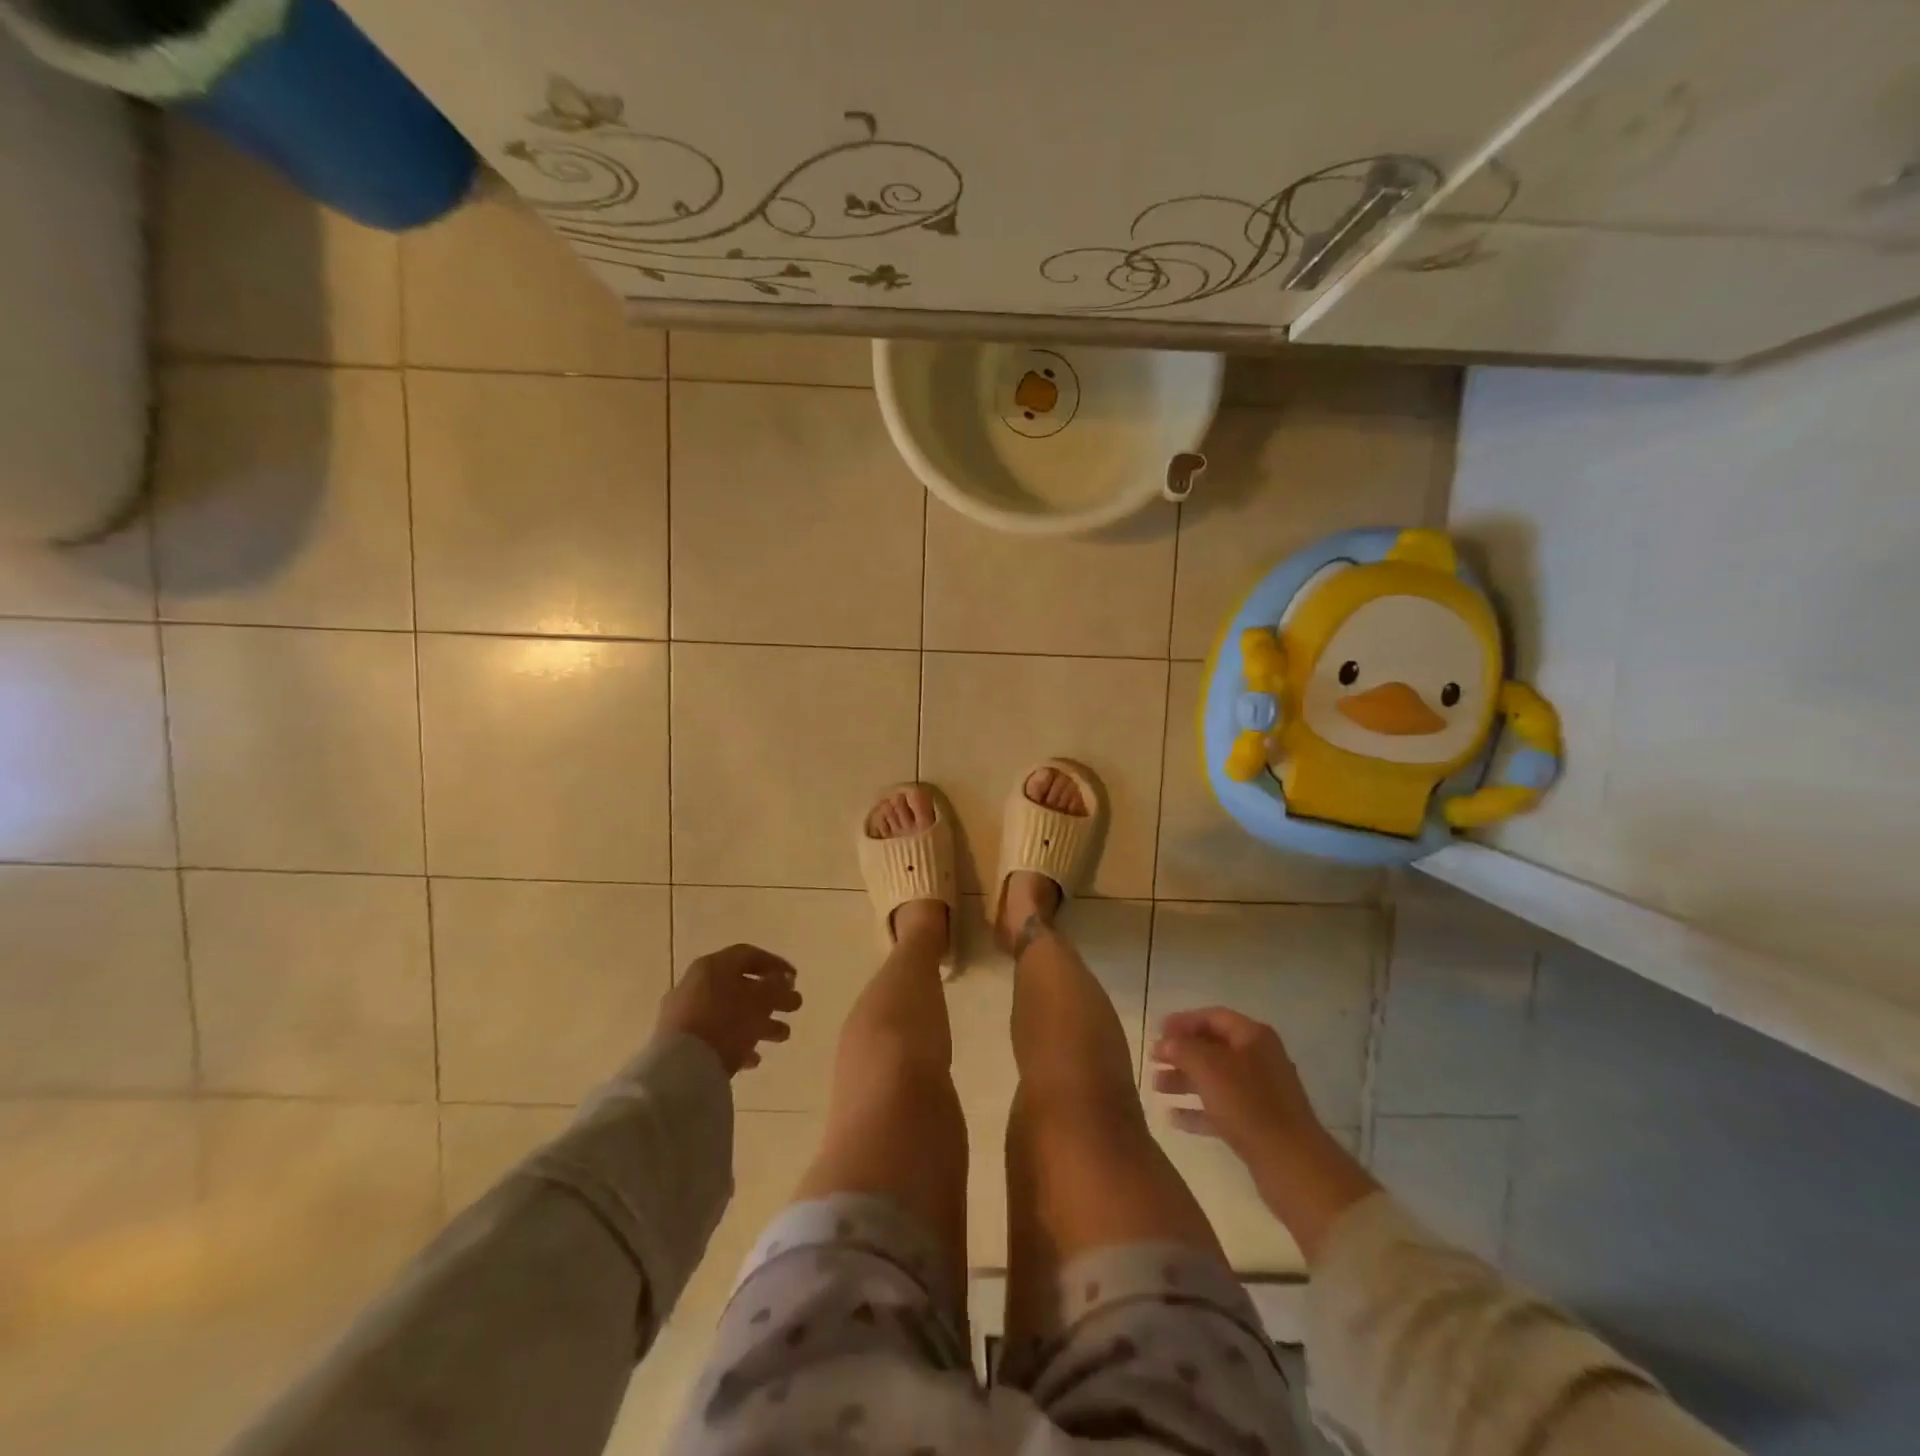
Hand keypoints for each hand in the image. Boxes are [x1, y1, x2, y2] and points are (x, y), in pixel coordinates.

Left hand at [657, 944, 801, 1075]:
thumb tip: (783, 980)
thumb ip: (776, 987)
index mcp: (713, 966)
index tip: (795, 978)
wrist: (681, 1068)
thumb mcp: (760, 1000)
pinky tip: (754, 1058)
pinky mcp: (680, 1042)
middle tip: (794, 1007)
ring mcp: (685, 1014)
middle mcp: (696, 984)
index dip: (775, 964)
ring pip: (731, 1012)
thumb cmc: (726, 1023)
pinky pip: (716, 1036)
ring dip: (760, 1022)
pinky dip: (738, 1042)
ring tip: (782, 1036)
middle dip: (772, 998)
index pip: (749, 955)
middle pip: (741, 986)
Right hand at [1153, 1007, 1376, 1262]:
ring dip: (1184, 1080)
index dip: (1183, 1021)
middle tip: (1152, 1061)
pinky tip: (1172, 1117)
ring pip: (1214, 1079)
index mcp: (1253, 1036)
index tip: (1156, 1031)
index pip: (1213, 1017)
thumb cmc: (1248, 1105)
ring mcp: (1260, 1093)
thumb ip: (1182, 1048)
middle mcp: (1259, 1059)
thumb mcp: (1208, 1068)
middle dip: (1181, 1053)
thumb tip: (1166, 1042)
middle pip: (1212, 1048)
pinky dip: (1197, 1109)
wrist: (1292, 1164)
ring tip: (1155, 1088)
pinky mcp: (1258, 1124)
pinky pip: (1221, 1108)